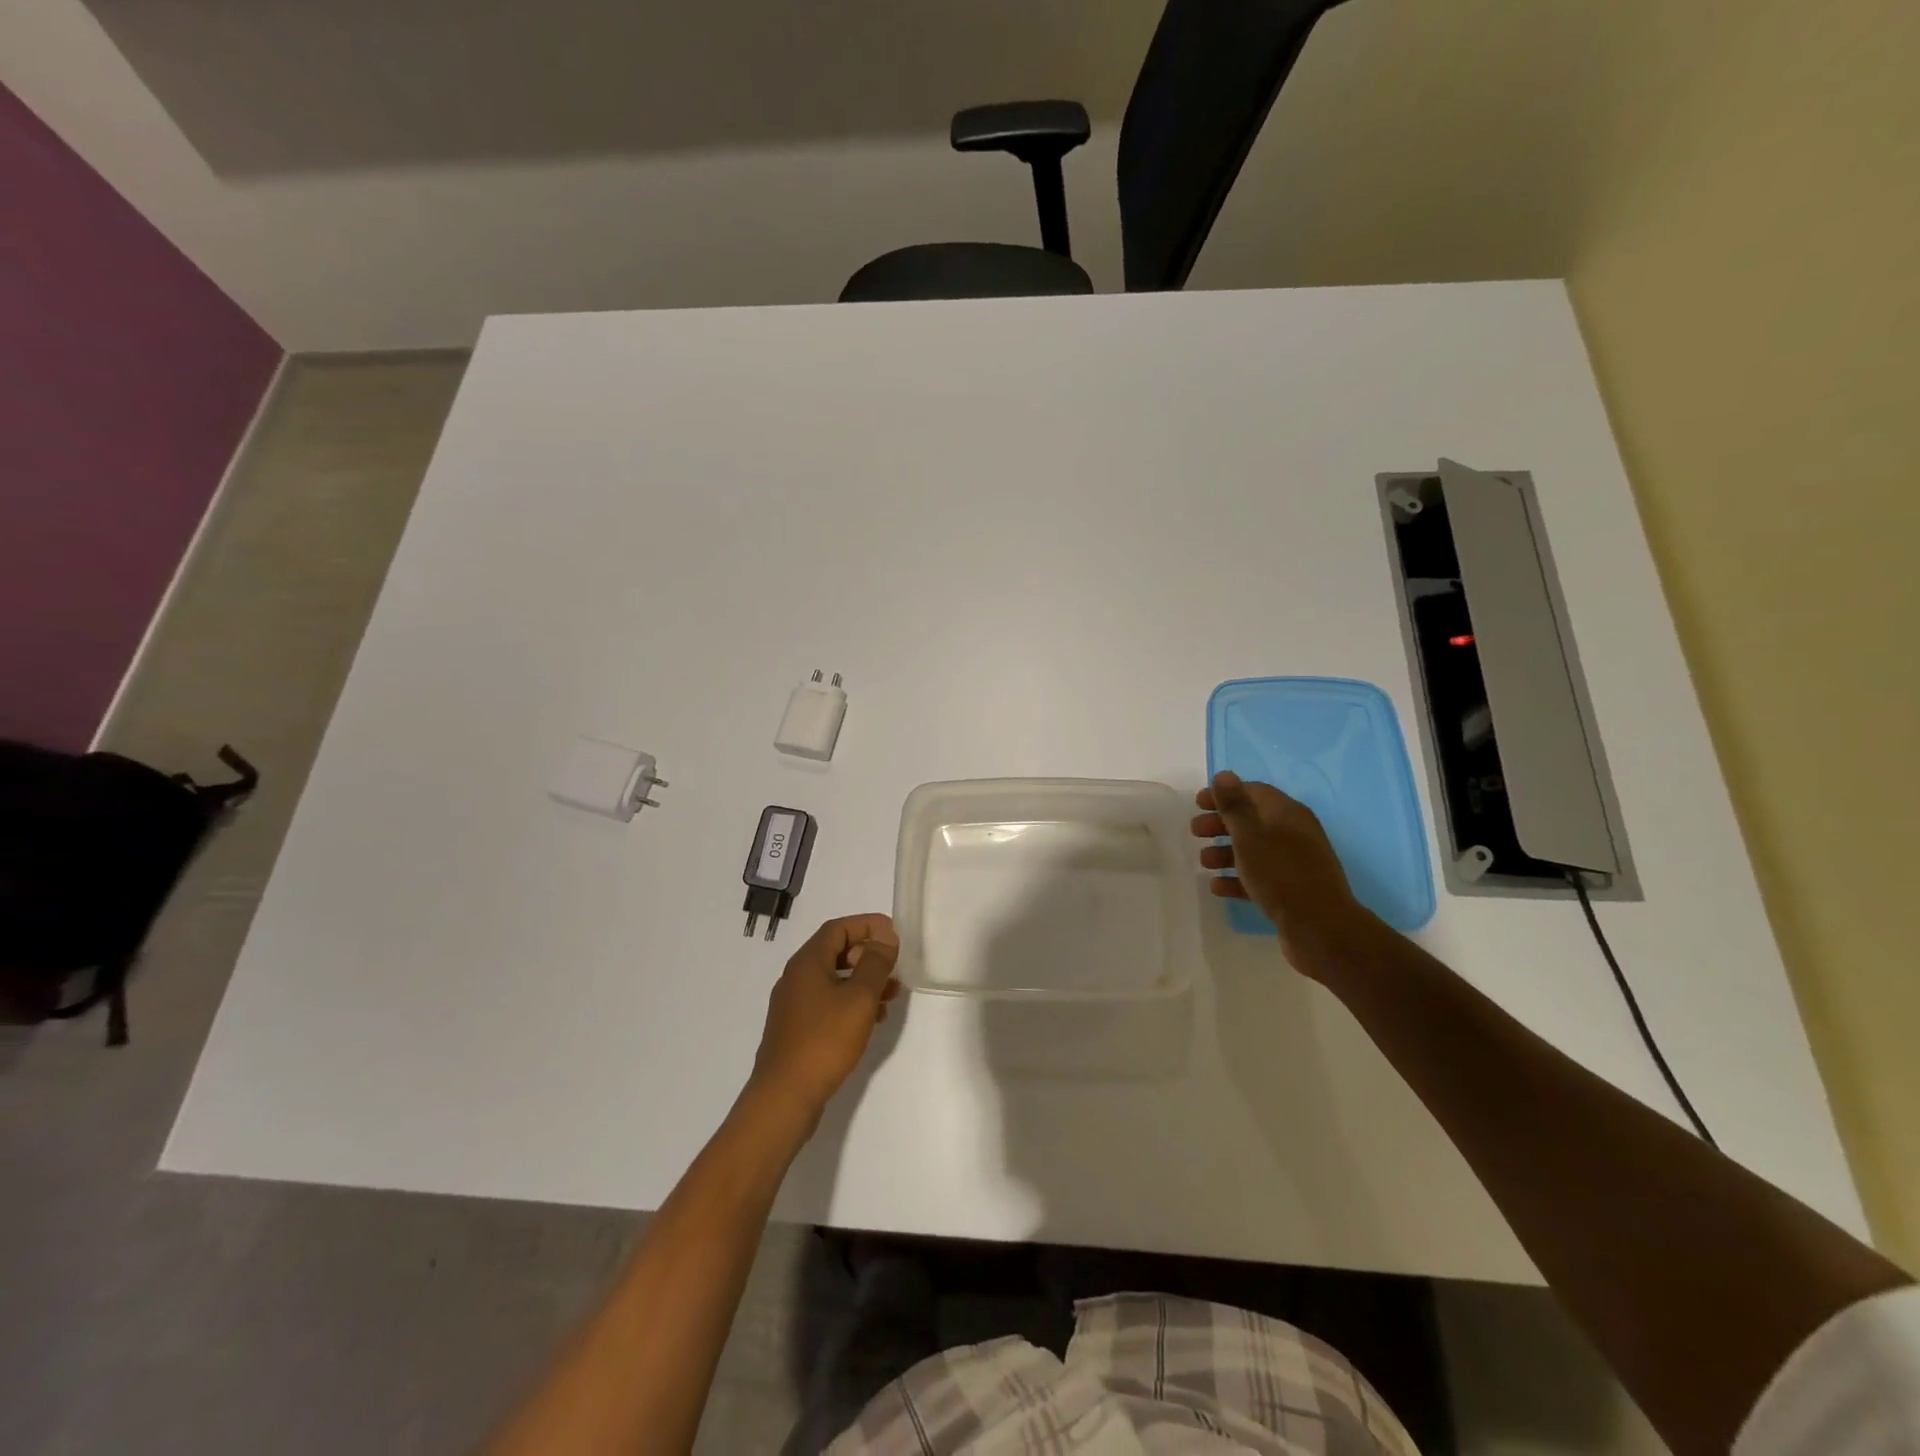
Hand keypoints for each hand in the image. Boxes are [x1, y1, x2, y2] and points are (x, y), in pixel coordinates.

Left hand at [748, 913, 900, 1124]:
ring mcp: (794, 1005)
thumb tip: (885, 937)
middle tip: (893, 968)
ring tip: (890, 997)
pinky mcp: (796, 1029)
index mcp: (807, 962)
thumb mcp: (859, 998)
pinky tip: (871, 1021)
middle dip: (867, 955)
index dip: (867, 925)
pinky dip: (851, 1003)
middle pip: (835, 952)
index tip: (893, 933)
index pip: (838, 928)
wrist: (785, 1096)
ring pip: (834, 980)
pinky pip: (828, 1003)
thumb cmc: (824, 1040)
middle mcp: (796, 977)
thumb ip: (875, 964)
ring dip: (863, 982)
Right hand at [1192, 771, 1378, 978]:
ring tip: (1204, 863)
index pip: (1253, 792)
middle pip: (1252, 820)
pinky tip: (1218, 887)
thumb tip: (1224, 775)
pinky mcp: (1292, 890)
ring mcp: (1294, 863)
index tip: (1197, 803)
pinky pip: (1259, 876)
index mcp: (1287, 814)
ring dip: (1226, 852)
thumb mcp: (1251, 836)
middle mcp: (1294, 833)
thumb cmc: (1281, 875)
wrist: (1321, 929)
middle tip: (1195, 831)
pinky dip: (1238, 878)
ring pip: (1254, 850)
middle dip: (1221, 824)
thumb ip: (1235, 805)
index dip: (1224, 794)